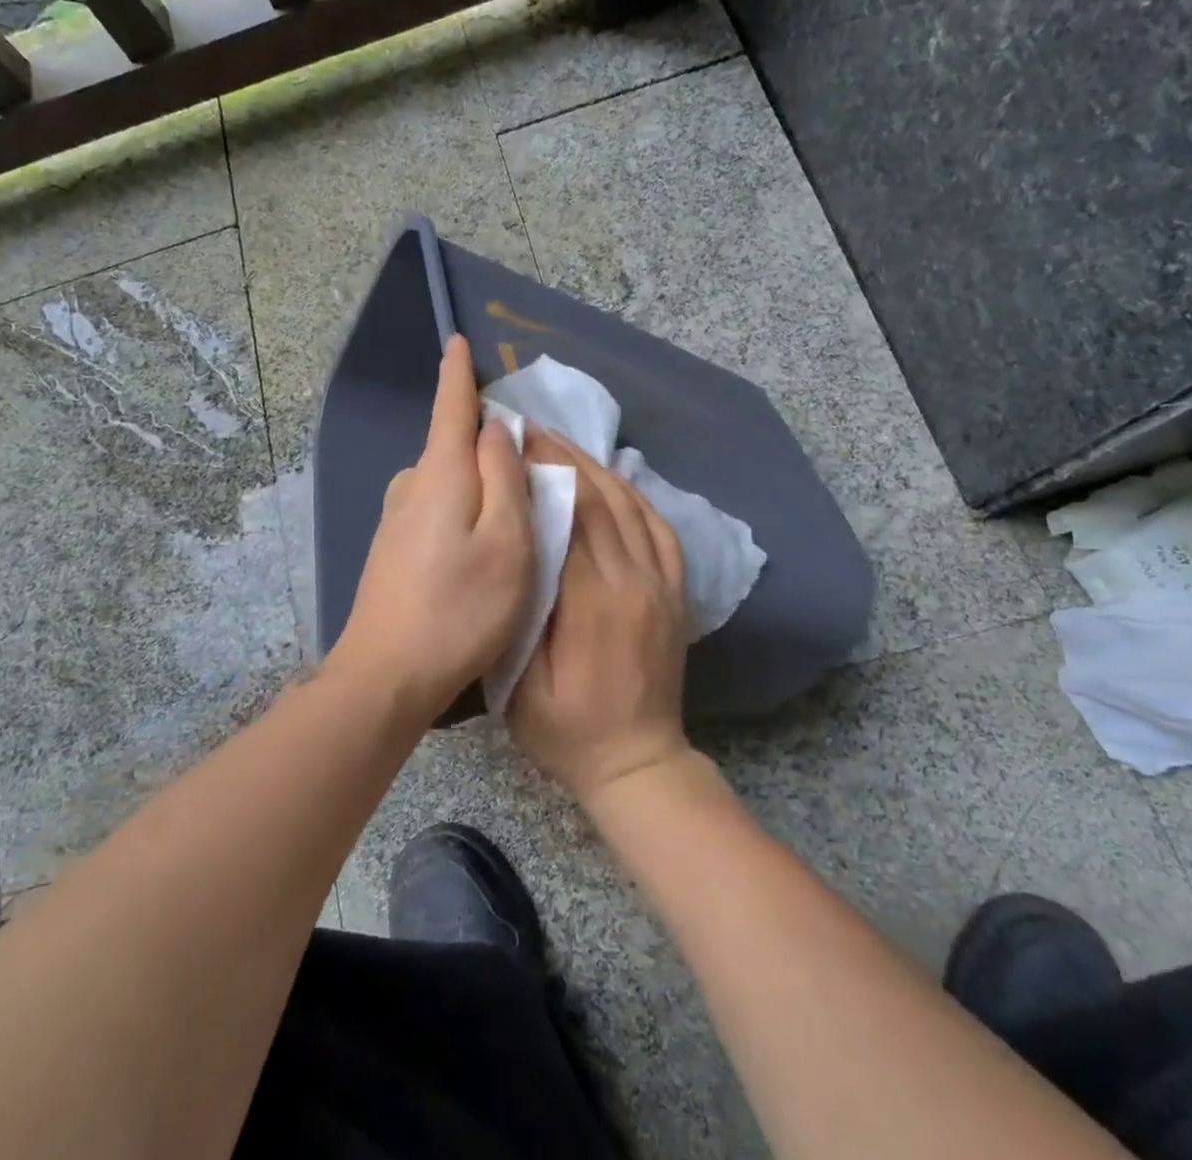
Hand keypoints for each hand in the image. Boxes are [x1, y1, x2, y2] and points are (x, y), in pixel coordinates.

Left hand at [329, 335, 532, 716]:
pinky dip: (460, 511)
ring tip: (510, 523)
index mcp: (441, 474)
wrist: (387, 675)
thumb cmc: (461, 608)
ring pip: (446, 482)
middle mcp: (411, 486)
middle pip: (453, 446)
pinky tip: (475, 551)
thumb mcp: (507, 541)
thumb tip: (495, 429)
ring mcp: (395, 519)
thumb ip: (504, 477)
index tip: (457, 340)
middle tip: (528, 474)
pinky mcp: (391, 548)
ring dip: (476, 485)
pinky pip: (434, 509)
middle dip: (485, 444)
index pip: (451, 406)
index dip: (458, 373)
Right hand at [508, 434, 693, 806]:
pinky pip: (660, 530)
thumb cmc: (568, 731)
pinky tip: (614, 480)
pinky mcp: (675, 593)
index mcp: (594, 602)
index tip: (516, 441)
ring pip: (633, 507)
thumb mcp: (522, 687)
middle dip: (565, 457)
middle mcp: (634, 581)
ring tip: (564, 443)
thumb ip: (521, 615)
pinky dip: (636, 496)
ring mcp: (662, 585)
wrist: (639, 763)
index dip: (544, 471)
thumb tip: (519, 548)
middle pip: (602, 500)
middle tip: (532, 428)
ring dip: (598, 468)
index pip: (571, 516)